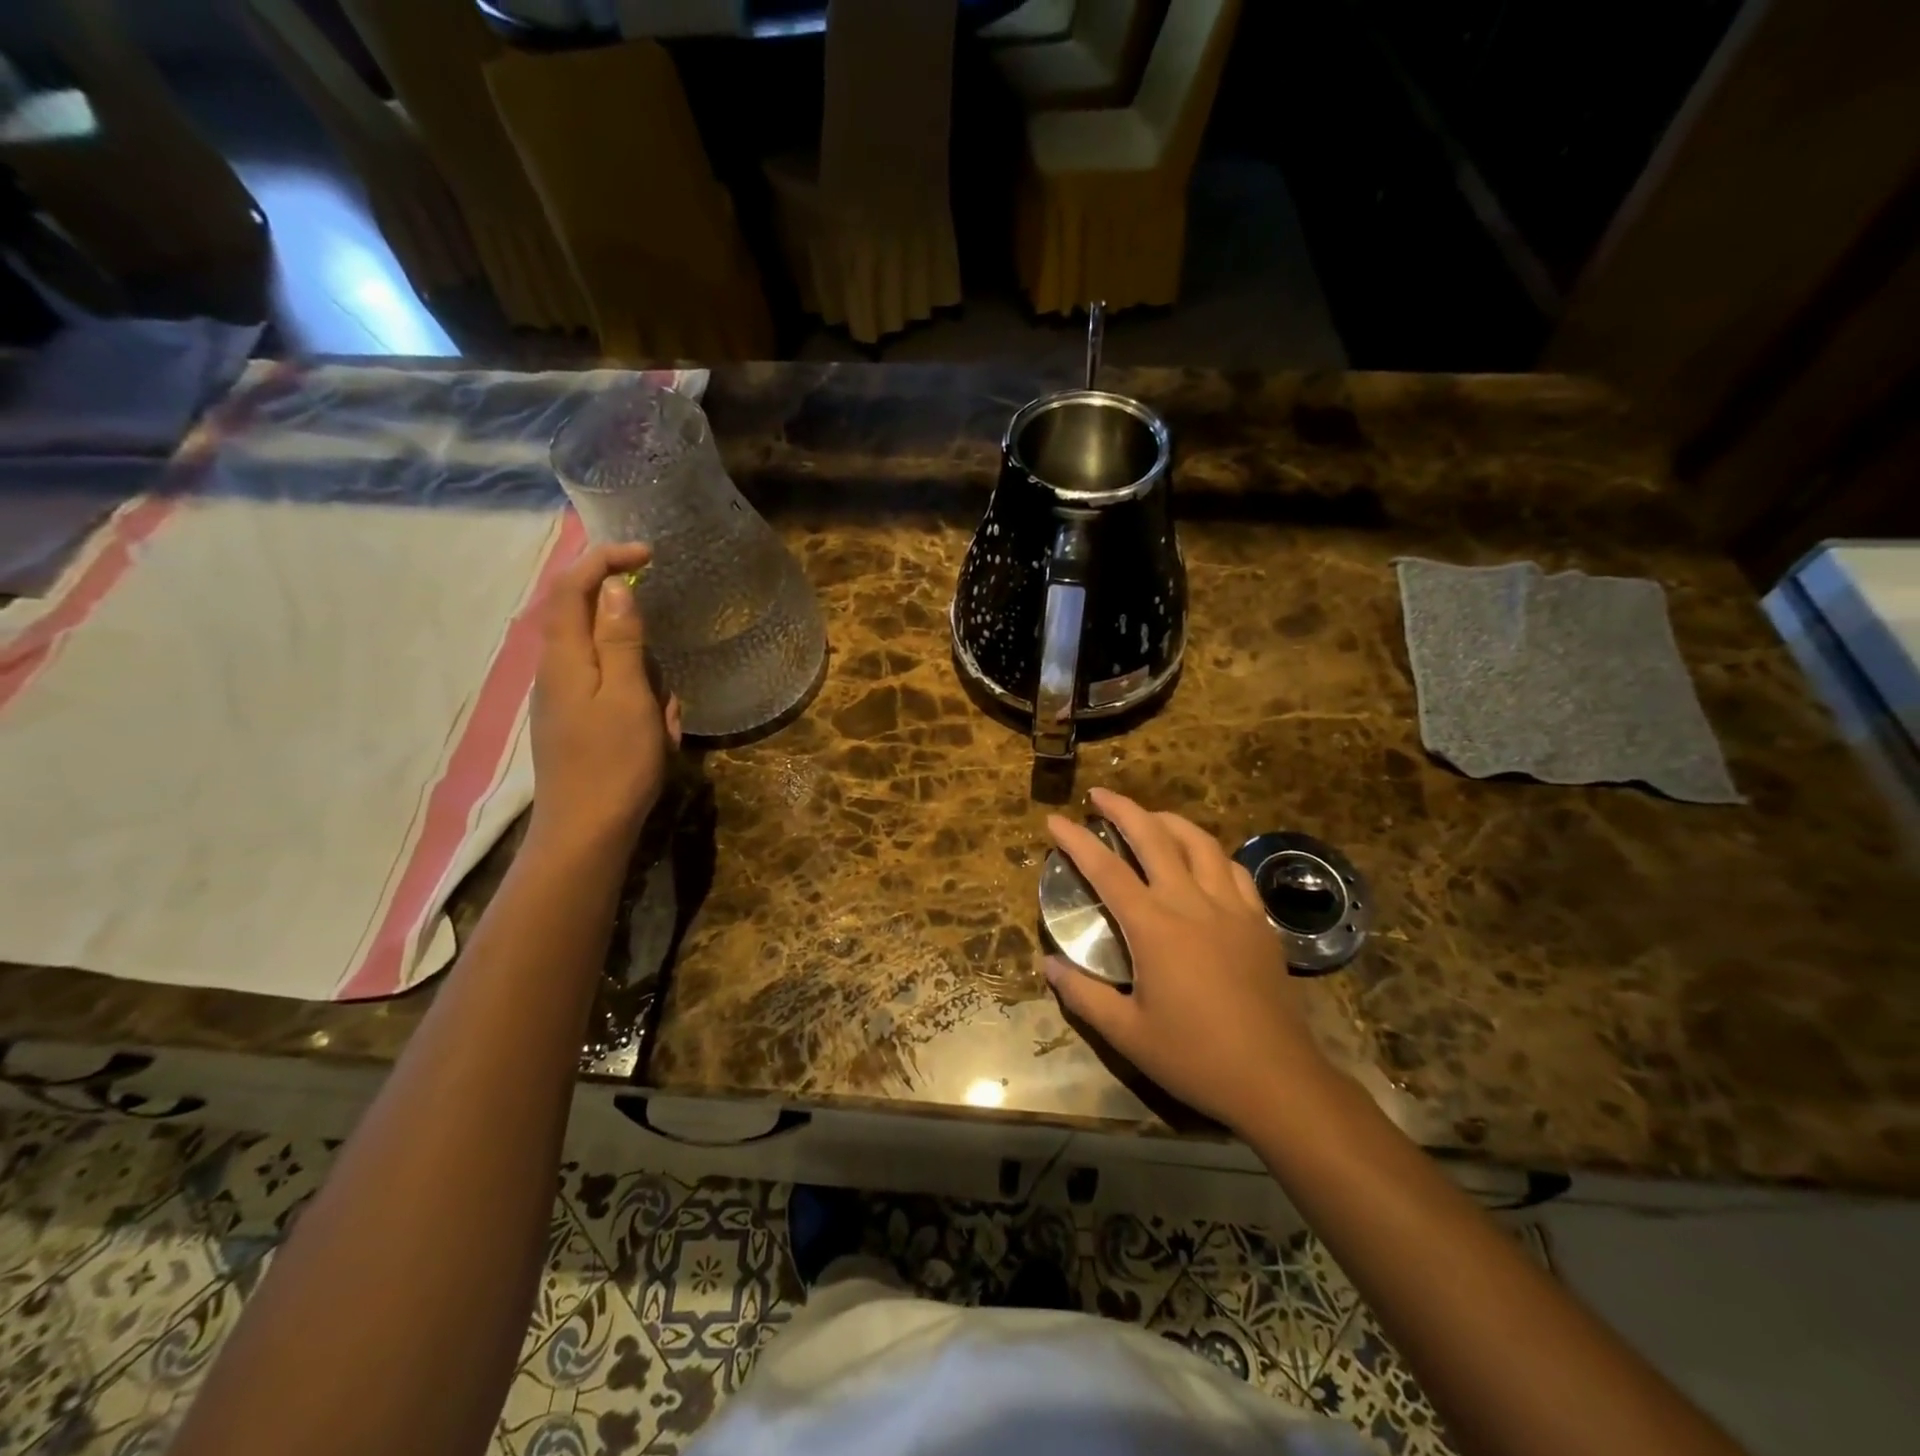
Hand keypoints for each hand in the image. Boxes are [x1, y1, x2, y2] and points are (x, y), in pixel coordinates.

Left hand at [528, 543, 680, 851]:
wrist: (587, 832)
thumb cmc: (613, 762)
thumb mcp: (628, 695)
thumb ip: (621, 639)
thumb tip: (616, 587)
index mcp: (563, 657)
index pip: (573, 587)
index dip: (605, 559)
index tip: (648, 554)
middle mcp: (556, 671)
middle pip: (591, 624)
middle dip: (636, 638)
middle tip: (663, 681)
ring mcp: (565, 700)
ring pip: (610, 663)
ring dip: (645, 680)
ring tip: (663, 724)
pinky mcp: (577, 723)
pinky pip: (614, 694)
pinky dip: (641, 704)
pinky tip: (657, 736)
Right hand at [1044, 788, 1335, 1134]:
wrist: (1275, 1078)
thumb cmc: (1194, 1057)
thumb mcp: (1127, 1034)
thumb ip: (1083, 995)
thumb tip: (1048, 964)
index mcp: (1154, 927)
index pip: (1106, 870)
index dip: (1077, 840)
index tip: (1055, 820)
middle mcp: (1191, 904)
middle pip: (1154, 838)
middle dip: (1123, 809)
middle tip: (1099, 794)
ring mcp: (1231, 908)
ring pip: (1199, 843)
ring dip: (1169, 821)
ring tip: (1149, 817)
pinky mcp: (1259, 922)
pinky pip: (1233, 870)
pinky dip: (1210, 853)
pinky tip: (1203, 859)